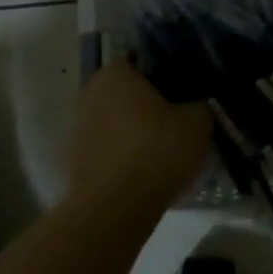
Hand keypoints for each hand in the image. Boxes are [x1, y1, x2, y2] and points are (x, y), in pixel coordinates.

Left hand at [70, 62, 212, 203]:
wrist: (116, 208)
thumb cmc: (157, 151)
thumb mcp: (197, 123)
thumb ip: (199, 105)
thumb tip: (195, 106)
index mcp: (115, 74)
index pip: (145, 65)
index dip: (168, 81)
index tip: (186, 99)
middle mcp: (89, 93)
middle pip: (128, 96)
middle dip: (150, 109)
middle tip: (178, 128)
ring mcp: (76, 129)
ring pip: (116, 125)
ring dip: (135, 135)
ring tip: (164, 156)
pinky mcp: (73, 162)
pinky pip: (107, 152)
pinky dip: (123, 159)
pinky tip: (145, 176)